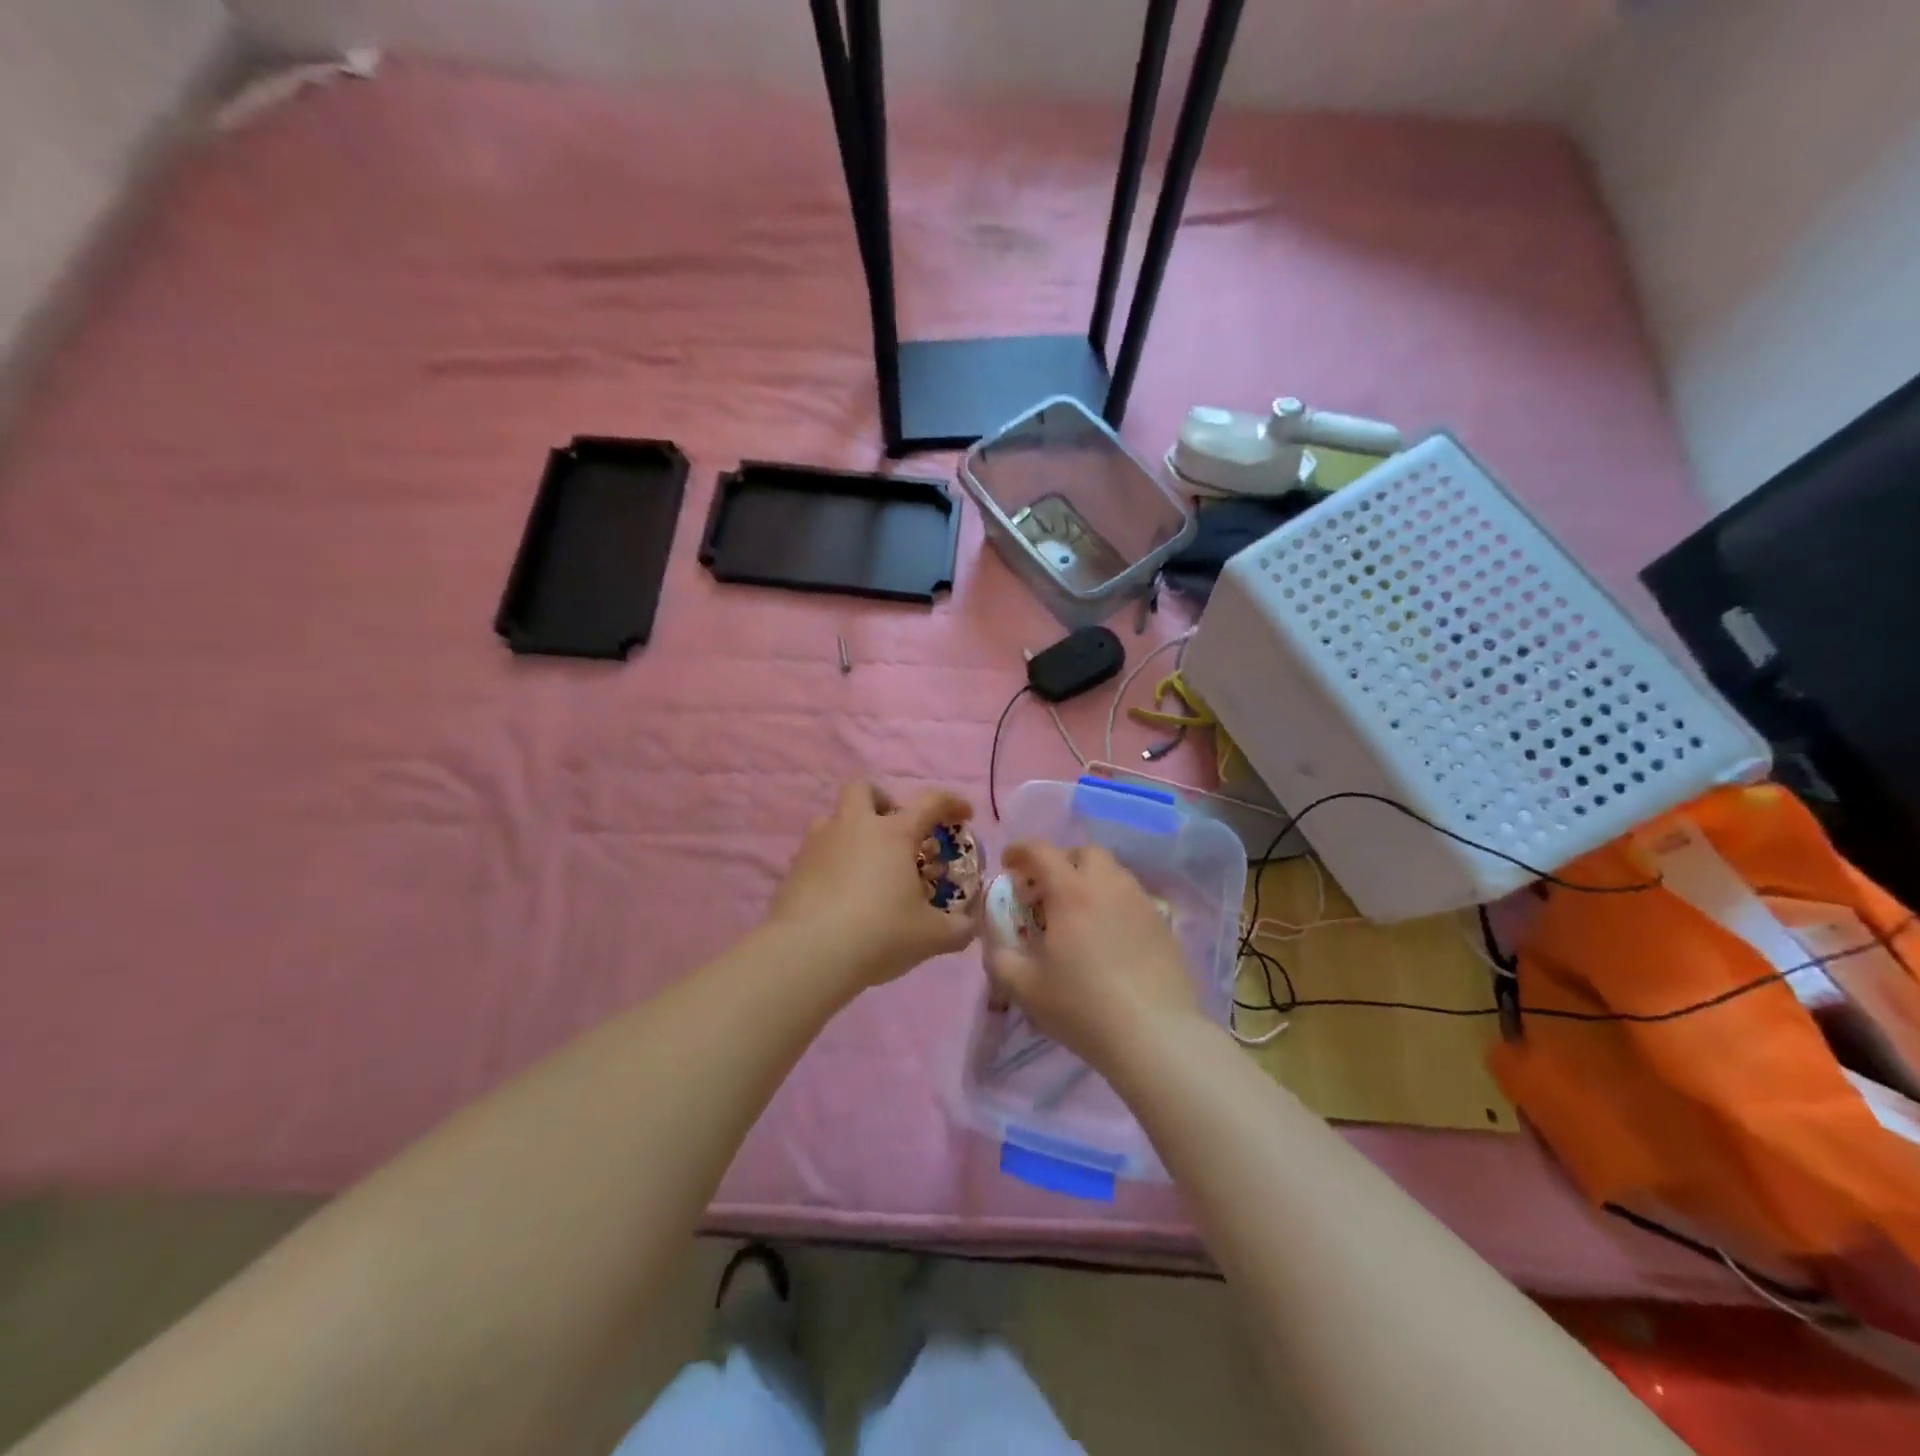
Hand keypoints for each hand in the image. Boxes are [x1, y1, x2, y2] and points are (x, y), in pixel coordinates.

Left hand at [767, 782, 978, 988]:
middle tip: (895, 830)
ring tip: (865, 867)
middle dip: (882, 801)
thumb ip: (959, 928)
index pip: (929, 802)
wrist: (807, 954)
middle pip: (863, 789)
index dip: (951, 802)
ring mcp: (818, 844)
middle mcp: (853, 827)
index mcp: (893, 834)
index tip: (964, 815)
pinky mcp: (793, 868)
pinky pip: (816, 853)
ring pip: (833, 819)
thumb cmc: (879, 933)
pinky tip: (840, 895)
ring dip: (851, 833)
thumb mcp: (931, 936)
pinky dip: (831, 864)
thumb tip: (970, 925)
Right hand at [983, 842, 1200, 1070]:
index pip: (1041, 851)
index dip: (1020, 851)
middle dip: (1062, 862)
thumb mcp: (1024, 987)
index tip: (1009, 865)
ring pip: (1114, 873)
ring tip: (1080, 915)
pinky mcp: (1164, 924)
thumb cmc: (1082, 1005)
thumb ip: (1000, 957)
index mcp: (1071, 891)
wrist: (1154, 1035)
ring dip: (1091, 882)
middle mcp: (1108, 885)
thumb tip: (995, 940)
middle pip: (1084, 853)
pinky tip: (1110, 938)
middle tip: (1048, 892)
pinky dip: (1115, 905)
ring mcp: (1141, 902)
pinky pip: (1133, 899)